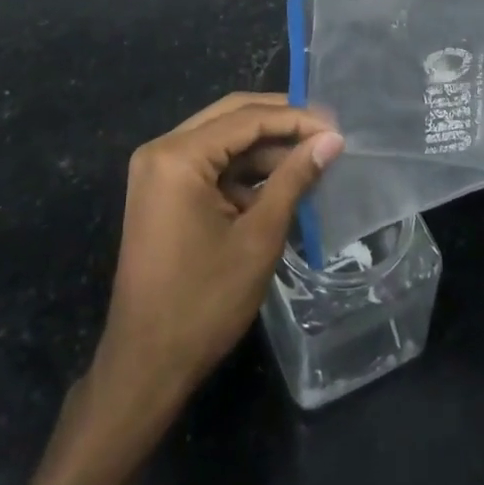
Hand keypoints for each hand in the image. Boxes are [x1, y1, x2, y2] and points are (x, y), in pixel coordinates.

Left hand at [87, 93, 343, 427]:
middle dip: (280, 122)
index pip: (246, 118)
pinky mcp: (162, 192)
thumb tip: (332, 140)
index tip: (337, 126)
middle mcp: (162, 150)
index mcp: (178, 156)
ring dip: (265, 149)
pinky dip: (244, 171)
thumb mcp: (258, 237)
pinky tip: (281, 183)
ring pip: (222, 140)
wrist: (146, 366)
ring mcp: (158, 171)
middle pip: (231, 118)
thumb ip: (294, 179)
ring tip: (312, 158)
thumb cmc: (204, 302)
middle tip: (326, 131)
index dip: (295, 118)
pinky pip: (210, 165)